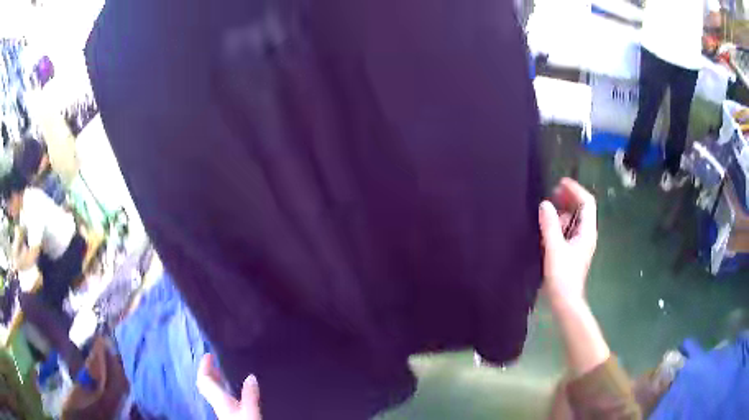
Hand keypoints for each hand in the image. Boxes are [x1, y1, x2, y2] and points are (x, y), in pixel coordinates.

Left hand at [197, 354, 261, 419]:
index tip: (208, 354)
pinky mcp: (226, 413)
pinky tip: (229, 389)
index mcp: (219, 399)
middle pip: (205, 385)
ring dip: (212, 379)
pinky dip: (219, 388)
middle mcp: (216, 402)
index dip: (204, 366)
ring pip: (210, 390)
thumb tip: (251, 376)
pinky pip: (217, 396)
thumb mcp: (251, 411)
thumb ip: (250, 394)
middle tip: (212, 360)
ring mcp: (220, 408)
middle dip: (206, 371)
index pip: (204, 379)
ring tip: (219, 371)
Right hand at [538, 178, 596, 308]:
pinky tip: (547, 228)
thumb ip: (550, 226)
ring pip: (574, 220)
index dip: (575, 190)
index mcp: (587, 232)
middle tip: (552, 192)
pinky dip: (559, 224)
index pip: (586, 203)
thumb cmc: (563, 277)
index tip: (560, 183)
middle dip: (568, 198)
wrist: (565, 302)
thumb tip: (545, 204)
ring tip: (547, 210)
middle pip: (582, 209)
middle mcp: (586, 235)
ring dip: (562, 211)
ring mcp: (580, 243)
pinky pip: (568, 230)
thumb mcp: (554, 249)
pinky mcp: (572, 251)